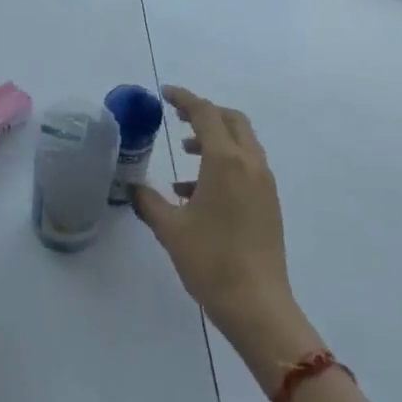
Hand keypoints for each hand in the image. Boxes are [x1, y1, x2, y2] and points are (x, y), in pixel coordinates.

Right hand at [131, 87, 319, 388]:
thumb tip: (133, 187)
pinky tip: (197, 192)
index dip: (184, 98)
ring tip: (185, 155)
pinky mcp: (269, 203)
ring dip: (215, 139)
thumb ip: (149, 202)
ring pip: (242, 143)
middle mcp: (250, 163)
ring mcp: (264, 183)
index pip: (205, 113)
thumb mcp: (170, 229)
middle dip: (205, 113)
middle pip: (231, 120)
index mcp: (226, 160)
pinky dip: (225, 162)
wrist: (258, 307)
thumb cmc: (211, 261)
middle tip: (178, 118)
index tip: (165, 93)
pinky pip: (246, 166)